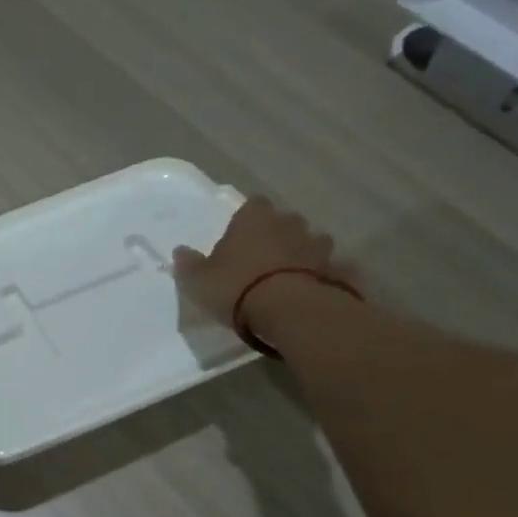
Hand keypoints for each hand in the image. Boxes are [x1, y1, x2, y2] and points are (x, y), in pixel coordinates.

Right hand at [173, 197, 355, 331]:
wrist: (290, 311)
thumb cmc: (237, 288)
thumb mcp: (199, 281)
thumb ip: (189, 265)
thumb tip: (180, 251)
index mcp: (255, 219)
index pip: (253, 205)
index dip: (247, 220)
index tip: (240, 237)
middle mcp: (289, 224)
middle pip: (285, 222)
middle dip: (278, 235)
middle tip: (264, 259)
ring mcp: (318, 246)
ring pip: (312, 242)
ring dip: (304, 254)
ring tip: (291, 277)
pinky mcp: (337, 271)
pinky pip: (331, 269)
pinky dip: (325, 276)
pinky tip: (316, 290)